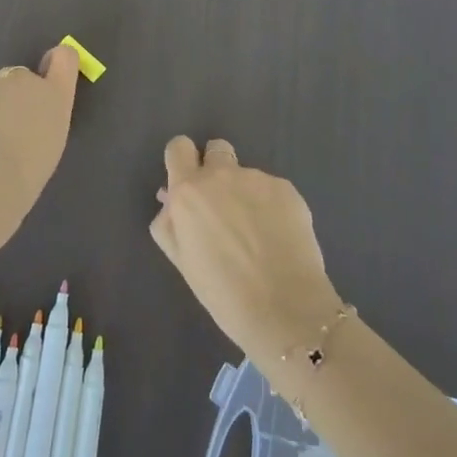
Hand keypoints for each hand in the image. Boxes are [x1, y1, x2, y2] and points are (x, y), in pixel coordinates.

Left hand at [0, 43, 81, 246]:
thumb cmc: (29, 168)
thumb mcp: (49, 146)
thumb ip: (41, 124)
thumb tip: (27, 123)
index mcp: (55, 96)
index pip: (64, 58)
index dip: (58, 60)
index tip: (51, 70)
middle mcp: (25, 83)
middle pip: (21, 78)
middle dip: (15, 96)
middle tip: (11, 131)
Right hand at [150, 137, 343, 369]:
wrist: (285, 309)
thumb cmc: (223, 293)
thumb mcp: (182, 260)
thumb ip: (169, 223)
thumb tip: (170, 200)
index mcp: (188, 191)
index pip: (178, 147)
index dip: (182, 161)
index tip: (189, 183)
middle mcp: (221, 175)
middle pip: (215, 149)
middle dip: (216, 169)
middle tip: (223, 206)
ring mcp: (257, 178)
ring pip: (246, 175)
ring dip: (245, 193)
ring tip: (257, 234)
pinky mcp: (287, 189)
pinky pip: (272, 189)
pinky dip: (271, 206)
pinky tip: (278, 237)